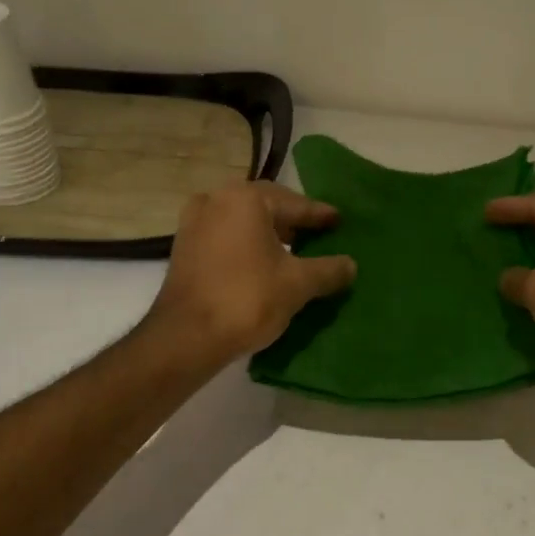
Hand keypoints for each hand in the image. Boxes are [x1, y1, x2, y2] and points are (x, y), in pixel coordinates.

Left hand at [150, 181, 355, 363]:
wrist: (187, 336)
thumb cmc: (247, 299)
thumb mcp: (298, 284)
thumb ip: (328, 270)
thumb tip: (351, 265)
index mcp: (246, 199)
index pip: (295, 204)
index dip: (320, 215)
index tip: (339, 221)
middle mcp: (216, 199)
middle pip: (266, 206)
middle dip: (292, 221)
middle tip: (318, 233)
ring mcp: (194, 222)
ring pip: (242, 220)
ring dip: (268, 232)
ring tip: (293, 249)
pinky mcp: (184, 246)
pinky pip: (224, 236)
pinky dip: (246, 244)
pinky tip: (262, 262)